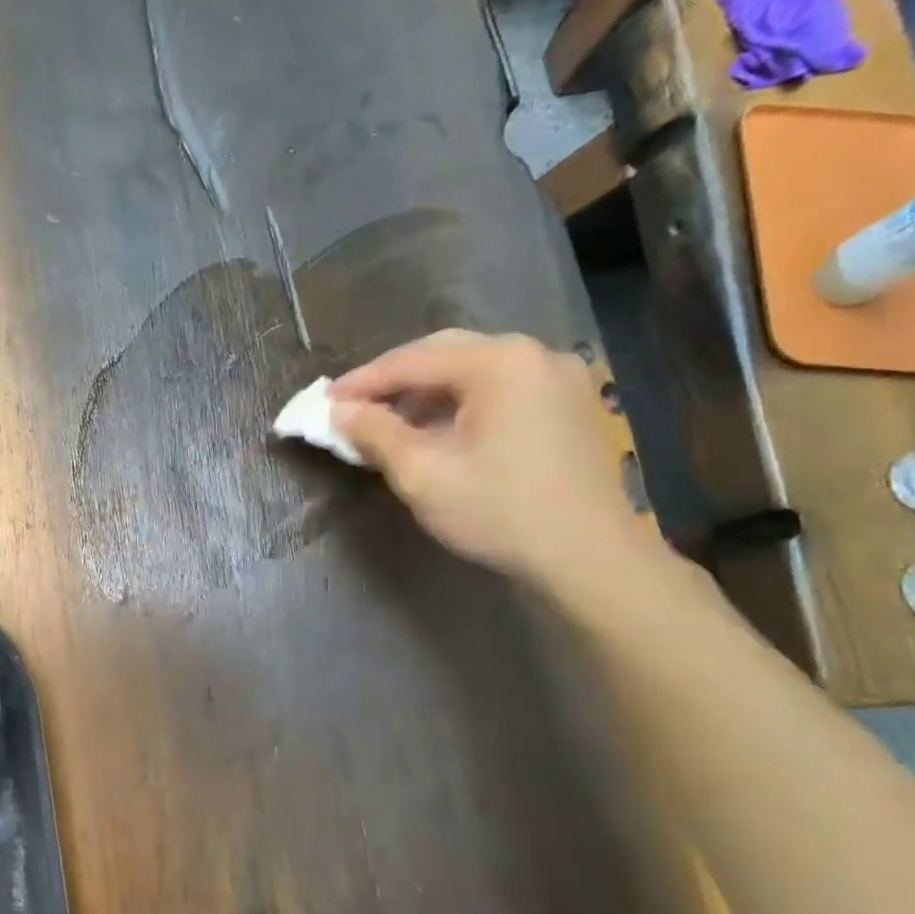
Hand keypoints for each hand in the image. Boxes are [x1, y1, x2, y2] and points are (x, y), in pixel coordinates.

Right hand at [330, 330, 646, 591]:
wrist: (590, 559)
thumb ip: (375, 432)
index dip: (362, 382)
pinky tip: (440, 431)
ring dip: (427, 393)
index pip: (412, 361)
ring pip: (474, 372)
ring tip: (391, 422)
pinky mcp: (570, 405)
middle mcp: (534, 353)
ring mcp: (559, 378)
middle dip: (394, 380)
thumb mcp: (422, 473)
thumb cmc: (499, 511)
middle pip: (445, 354)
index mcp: (499, 361)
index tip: (324, 401)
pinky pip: (501, 390)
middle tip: (354, 406)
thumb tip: (339, 410)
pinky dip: (461, 404)